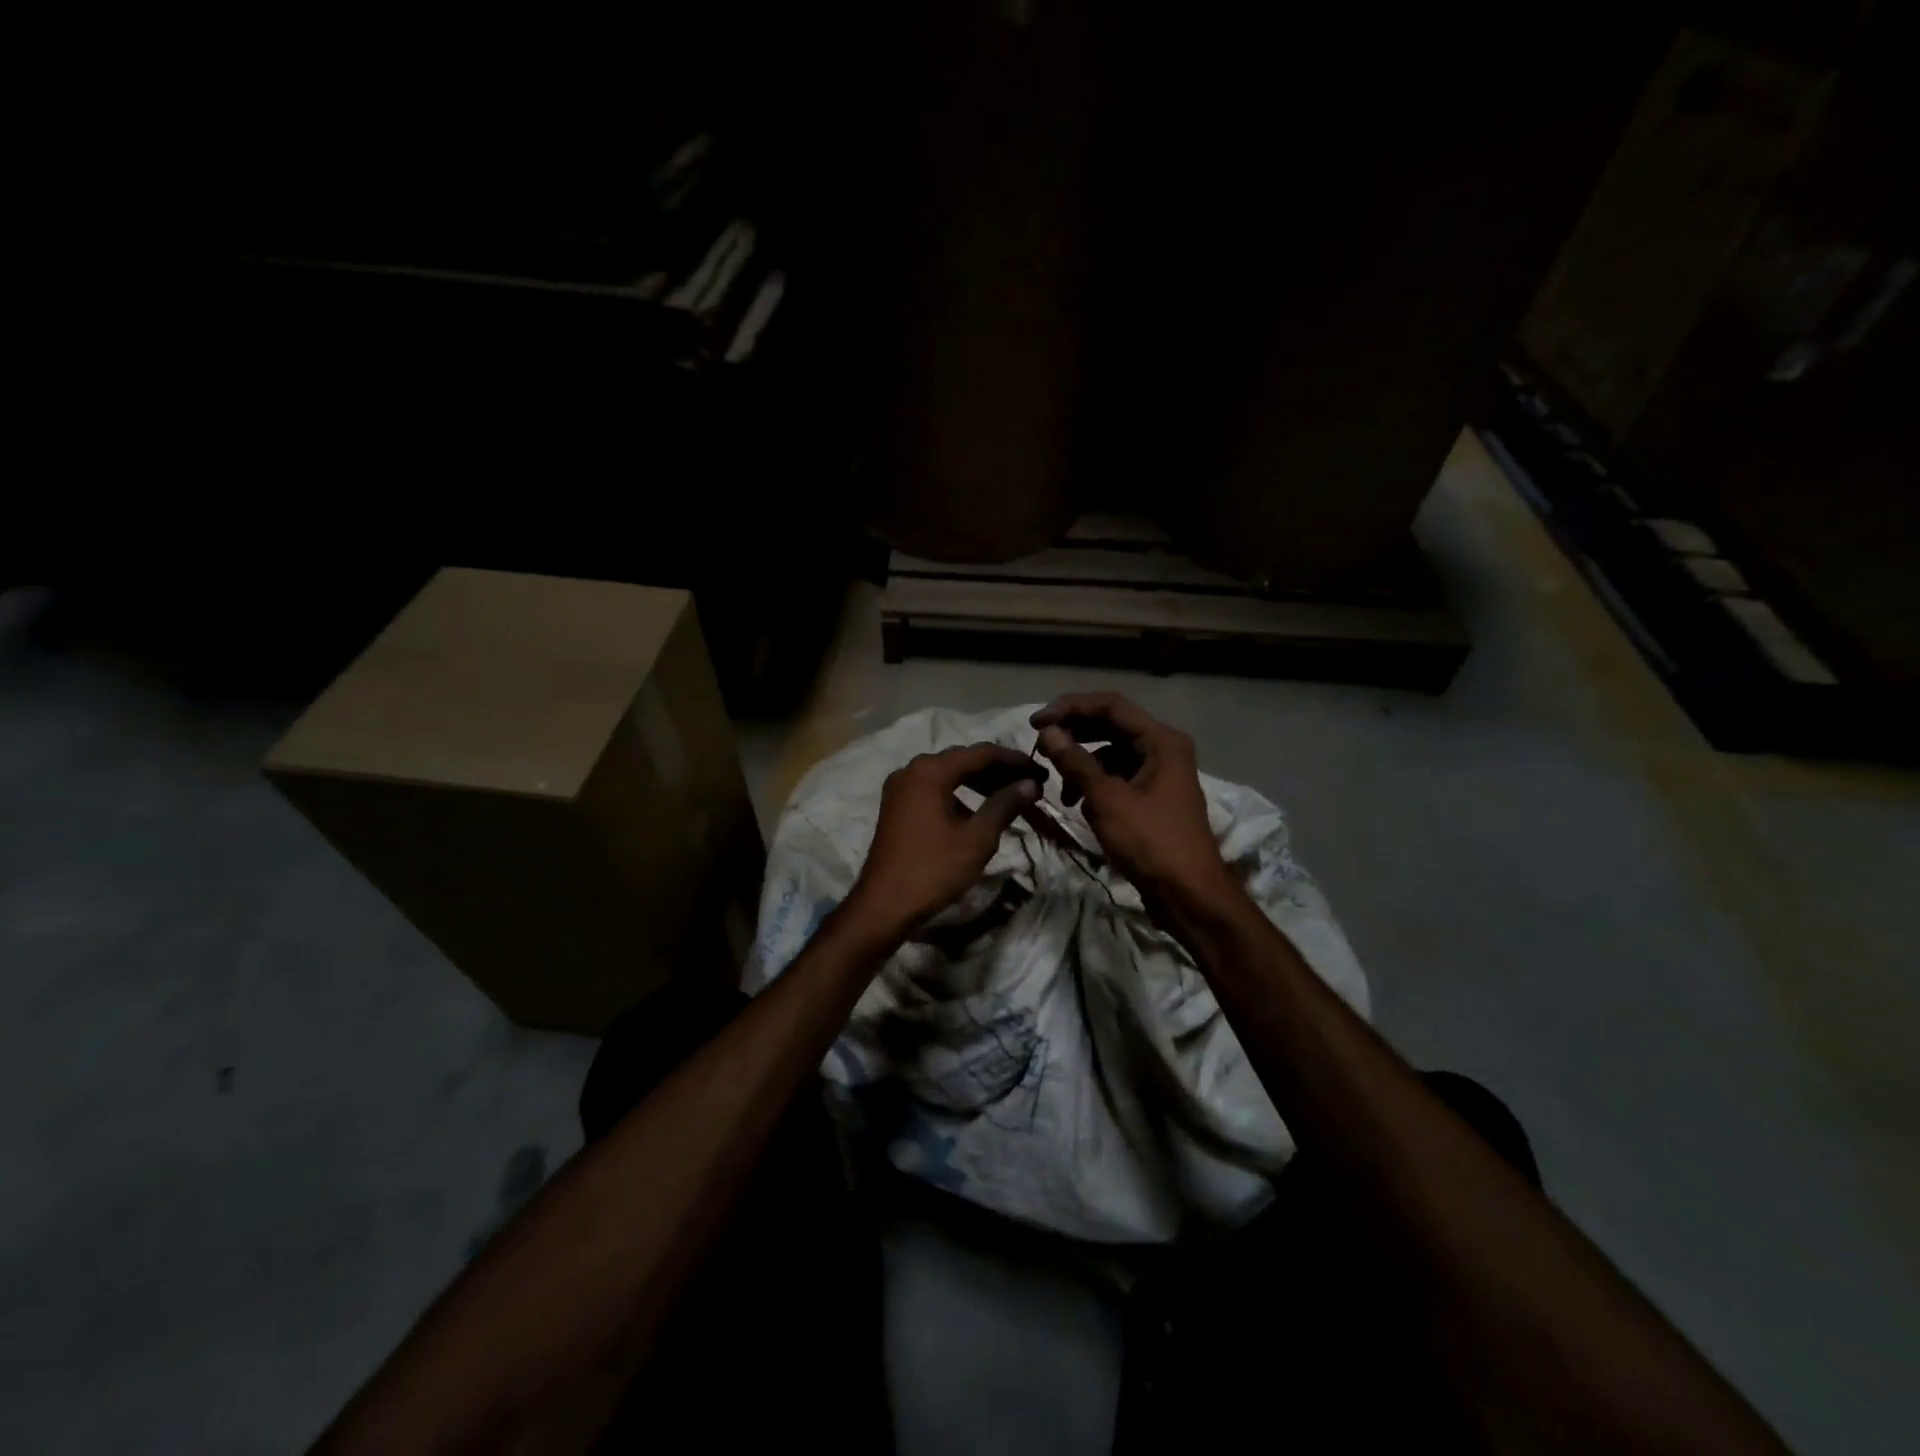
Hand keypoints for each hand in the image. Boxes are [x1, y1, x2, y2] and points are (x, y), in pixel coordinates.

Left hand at [846, 742, 1044, 937]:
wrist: (883, 904)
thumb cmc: (933, 869)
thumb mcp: (977, 838)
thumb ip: (1004, 805)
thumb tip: (1029, 784)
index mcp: (930, 770)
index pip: (982, 753)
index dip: (1015, 760)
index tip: (1041, 771)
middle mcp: (912, 769)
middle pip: (963, 760)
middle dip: (998, 770)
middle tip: (1030, 784)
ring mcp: (900, 787)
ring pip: (948, 774)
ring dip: (979, 782)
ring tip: (1010, 796)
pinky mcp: (896, 806)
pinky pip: (934, 789)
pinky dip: (959, 794)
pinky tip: (978, 811)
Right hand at [1030, 693, 1233, 914]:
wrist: (1188, 895)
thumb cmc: (1150, 842)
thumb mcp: (1107, 799)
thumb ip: (1075, 761)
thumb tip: (1047, 732)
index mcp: (1161, 740)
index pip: (1110, 705)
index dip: (1070, 708)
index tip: (1035, 723)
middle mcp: (1163, 748)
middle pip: (1111, 725)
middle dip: (1074, 735)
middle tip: (1041, 747)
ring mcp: (1159, 772)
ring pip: (1111, 753)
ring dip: (1082, 764)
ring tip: (1061, 789)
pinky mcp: (1152, 796)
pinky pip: (1117, 776)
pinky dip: (1095, 784)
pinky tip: (1080, 804)